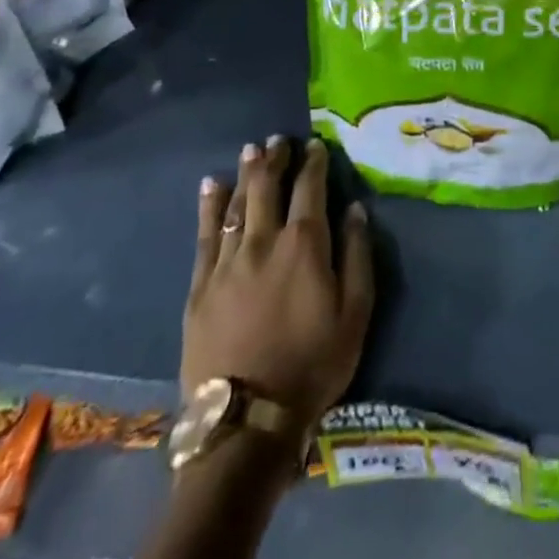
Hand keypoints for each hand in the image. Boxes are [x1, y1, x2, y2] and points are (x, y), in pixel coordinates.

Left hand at [185, 136, 374, 423]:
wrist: (247, 419)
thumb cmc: (313, 363)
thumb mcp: (356, 312)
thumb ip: (357, 255)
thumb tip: (355, 210)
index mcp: (305, 245)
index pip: (310, 189)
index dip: (314, 163)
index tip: (316, 144)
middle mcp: (264, 242)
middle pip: (268, 188)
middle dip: (275, 159)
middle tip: (278, 139)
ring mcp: (227, 263)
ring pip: (237, 205)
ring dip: (246, 174)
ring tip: (250, 150)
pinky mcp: (200, 287)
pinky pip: (204, 236)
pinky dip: (209, 207)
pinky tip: (210, 187)